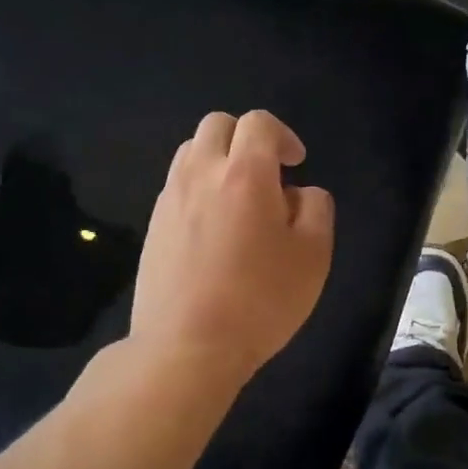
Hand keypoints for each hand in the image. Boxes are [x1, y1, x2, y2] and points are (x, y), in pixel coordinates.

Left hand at [132, 110, 334, 386]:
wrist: (187, 346)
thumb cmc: (260, 299)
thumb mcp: (314, 254)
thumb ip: (315, 208)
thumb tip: (297, 193)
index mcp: (244, 173)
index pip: (258, 122)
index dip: (282, 135)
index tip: (295, 163)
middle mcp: (200, 173)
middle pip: (217, 125)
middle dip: (245, 137)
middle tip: (267, 174)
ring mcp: (169, 198)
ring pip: (191, 152)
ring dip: (218, 160)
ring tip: (238, 199)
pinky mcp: (152, 225)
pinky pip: (176, 186)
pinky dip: (198, 188)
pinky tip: (213, 229)